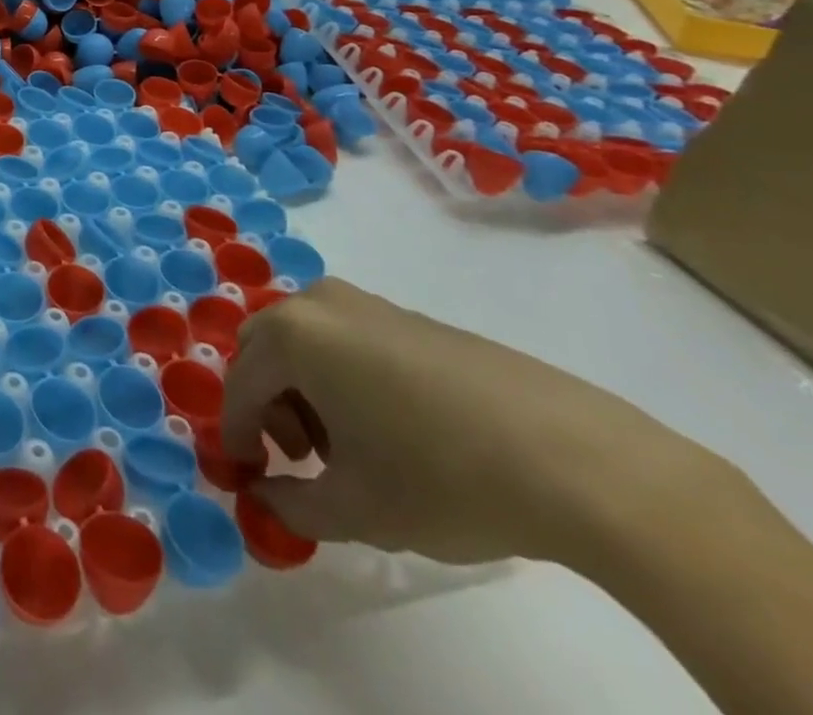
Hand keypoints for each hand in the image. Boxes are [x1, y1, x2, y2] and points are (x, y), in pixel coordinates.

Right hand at [222, 279, 708, 565]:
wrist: (576, 458)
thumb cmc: (442, 477)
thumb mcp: (356, 509)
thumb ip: (291, 504)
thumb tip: (265, 495)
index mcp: (293, 335)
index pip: (241, 385)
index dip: (237, 434)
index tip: (248, 476)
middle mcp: (319, 303)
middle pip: (266, 350)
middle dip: (270, 404)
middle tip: (301, 458)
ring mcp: (368, 303)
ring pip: (306, 342)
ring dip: (306, 390)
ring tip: (349, 448)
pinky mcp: (411, 316)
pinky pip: (347, 340)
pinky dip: (343, 378)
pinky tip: (391, 428)